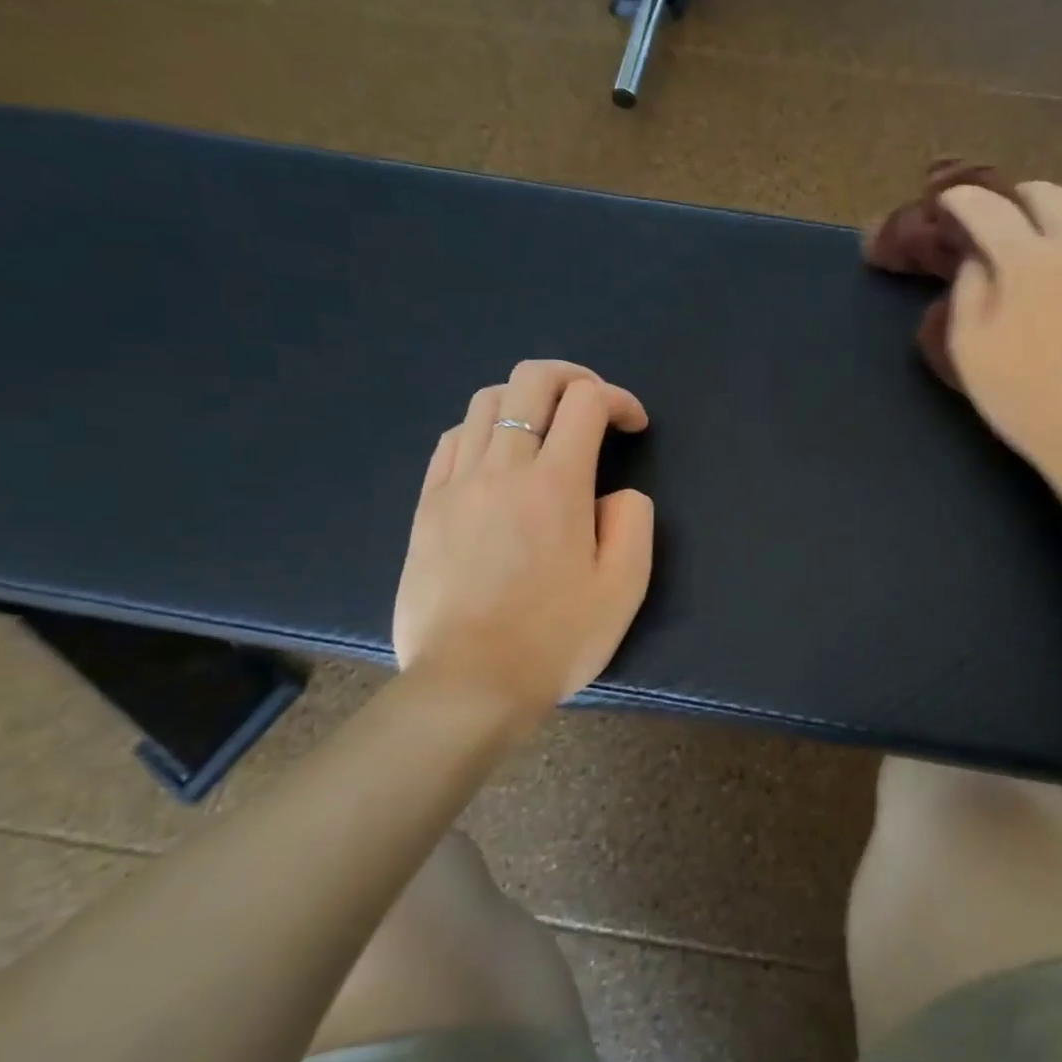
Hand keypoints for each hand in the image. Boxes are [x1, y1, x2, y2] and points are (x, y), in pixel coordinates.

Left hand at [392, 361, 653, 722]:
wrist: (469, 684)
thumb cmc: (556, 638)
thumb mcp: (624, 586)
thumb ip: (633, 522)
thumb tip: (616, 494)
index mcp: (556, 485)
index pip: (587, 402)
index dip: (619, 399)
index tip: (634, 426)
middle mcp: (503, 468)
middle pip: (531, 381)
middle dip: (573, 377)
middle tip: (595, 405)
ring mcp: (456, 484)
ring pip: (486, 402)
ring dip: (527, 400)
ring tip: (548, 430)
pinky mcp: (426, 506)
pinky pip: (452, 441)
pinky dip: (485, 430)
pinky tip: (499, 459)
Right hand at [939, 182, 1061, 496]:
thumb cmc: (1024, 398)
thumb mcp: (970, 350)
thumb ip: (968, 292)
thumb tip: (978, 262)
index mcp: (1029, 260)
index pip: (989, 208)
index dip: (962, 200)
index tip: (946, 203)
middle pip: (1048, 196)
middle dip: (1015, 197)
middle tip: (993, 217)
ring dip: (1050, 215)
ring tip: (1030, 238)